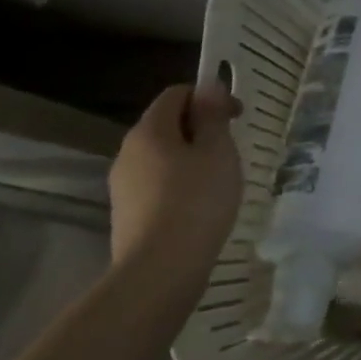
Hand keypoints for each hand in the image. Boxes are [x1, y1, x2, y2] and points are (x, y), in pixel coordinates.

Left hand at [107, 84, 242, 309]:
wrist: (160, 270)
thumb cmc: (197, 200)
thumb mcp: (217, 151)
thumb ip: (213, 116)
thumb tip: (208, 88)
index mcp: (149, 131)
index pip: (176, 94)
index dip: (208, 96)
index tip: (237, 116)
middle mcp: (128, 153)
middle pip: (166, 125)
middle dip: (200, 128)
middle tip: (232, 147)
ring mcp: (123, 186)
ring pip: (162, 157)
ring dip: (191, 157)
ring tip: (220, 178)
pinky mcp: (127, 214)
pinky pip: (157, 184)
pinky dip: (180, 184)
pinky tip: (200, 205)